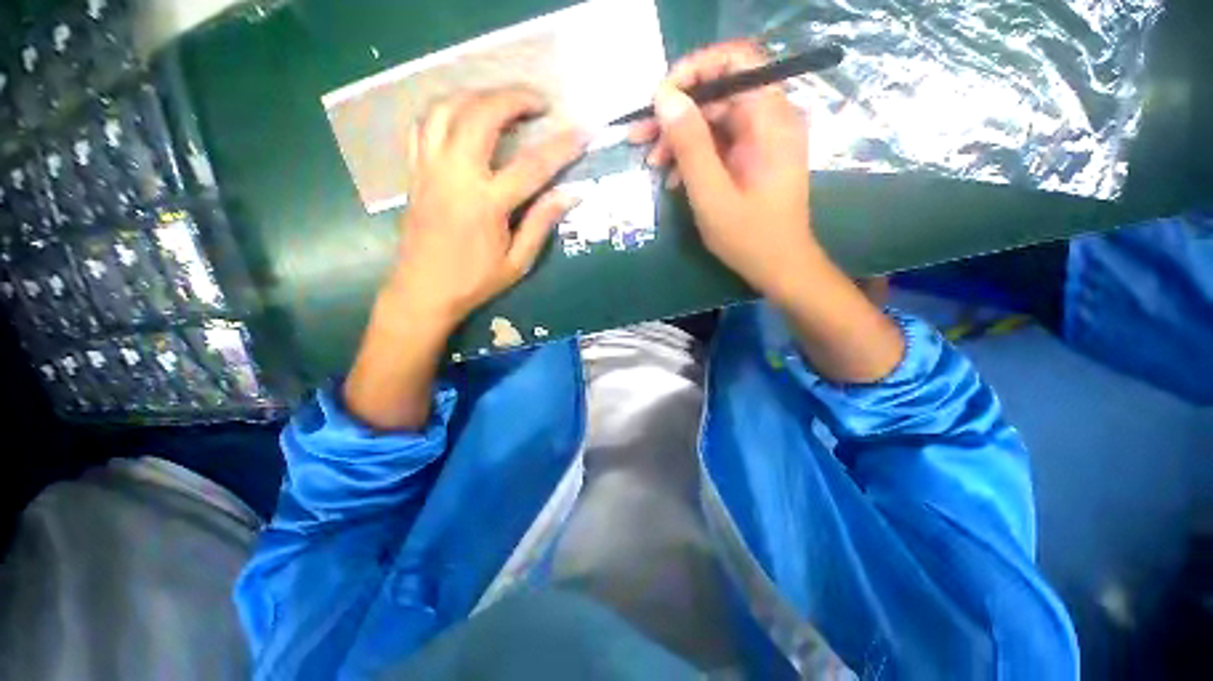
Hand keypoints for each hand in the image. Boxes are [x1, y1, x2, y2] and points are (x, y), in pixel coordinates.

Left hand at [387, 87, 586, 333]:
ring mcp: (430, 169)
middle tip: (539, 101)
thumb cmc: (474, 281)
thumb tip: (571, 195)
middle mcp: (456, 176)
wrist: (423, 290)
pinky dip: (446, 110)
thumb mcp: (517, 261)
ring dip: (478, 95)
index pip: (532, 166)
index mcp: (486, 204)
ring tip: (502, 102)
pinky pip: (424, 125)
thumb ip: (542, 224)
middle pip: (482, 115)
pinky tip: (464, 117)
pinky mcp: (415, 171)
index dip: (561, 146)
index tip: (583, 131)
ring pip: (447, 109)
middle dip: (514, 98)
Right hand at [628, 41, 818, 304]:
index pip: (736, 61)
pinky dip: (692, 155)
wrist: (779, 267)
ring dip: (679, 137)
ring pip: (714, 118)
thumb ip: (690, 145)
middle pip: (719, 92)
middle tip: (639, 136)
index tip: (659, 98)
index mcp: (770, 120)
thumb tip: (664, 97)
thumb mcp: (712, 194)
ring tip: (652, 162)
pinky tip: (672, 178)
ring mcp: (761, 139)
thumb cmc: (749, 237)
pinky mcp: (751, 157)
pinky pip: (717, 143)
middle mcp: (770, 119)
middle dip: (676, 111)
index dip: (694, 70)